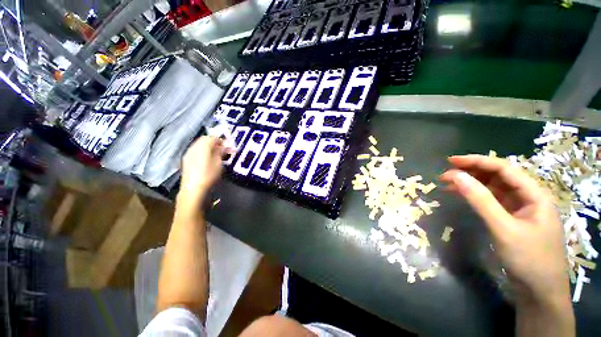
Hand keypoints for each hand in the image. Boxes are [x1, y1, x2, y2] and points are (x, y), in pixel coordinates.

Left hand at [180, 136, 225, 200]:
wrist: (194, 188)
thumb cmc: (209, 175)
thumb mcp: (219, 163)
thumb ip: (221, 152)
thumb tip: (224, 146)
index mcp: (203, 146)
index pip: (212, 137)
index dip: (221, 140)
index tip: (227, 145)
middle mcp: (194, 147)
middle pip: (204, 139)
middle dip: (213, 142)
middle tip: (222, 148)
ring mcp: (189, 154)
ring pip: (199, 145)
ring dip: (207, 146)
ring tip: (215, 154)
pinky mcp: (186, 160)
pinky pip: (195, 151)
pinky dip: (202, 151)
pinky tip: (207, 159)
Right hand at [439, 155, 570, 307]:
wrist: (539, 291)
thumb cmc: (528, 259)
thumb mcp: (503, 228)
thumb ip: (481, 200)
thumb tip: (457, 176)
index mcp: (534, 194)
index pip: (504, 168)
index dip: (477, 161)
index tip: (450, 161)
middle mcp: (528, 197)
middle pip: (498, 176)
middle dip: (471, 172)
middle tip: (445, 174)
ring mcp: (519, 208)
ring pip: (493, 188)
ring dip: (471, 184)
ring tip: (448, 183)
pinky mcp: (511, 218)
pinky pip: (492, 201)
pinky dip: (475, 196)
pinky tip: (461, 195)